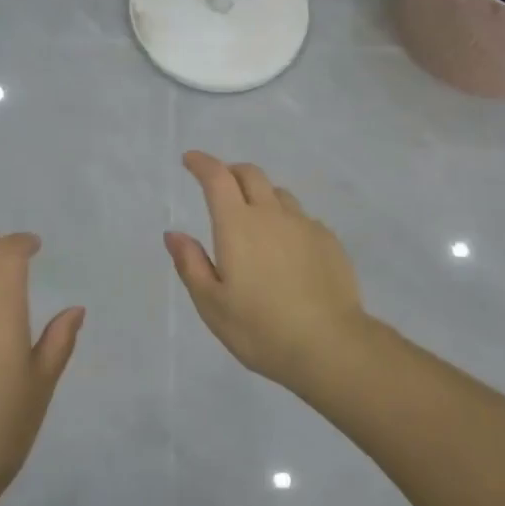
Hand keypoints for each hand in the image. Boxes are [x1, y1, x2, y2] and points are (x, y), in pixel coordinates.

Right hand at [165, 152, 368, 391]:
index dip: (202, 163)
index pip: (217, 178)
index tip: (190, 160)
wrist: (330, 345)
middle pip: (250, 174)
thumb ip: (191, 264)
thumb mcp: (212, 304)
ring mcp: (304, 225)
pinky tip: (288, 248)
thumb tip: (174, 234)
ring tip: (255, 219)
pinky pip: (302, 218)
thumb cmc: (261, 329)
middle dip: (231, 171)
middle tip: (220, 184)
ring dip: (261, 195)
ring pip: (279, 194)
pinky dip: (287, 221)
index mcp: (237, 225)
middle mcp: (271, 215)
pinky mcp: (329, 241)